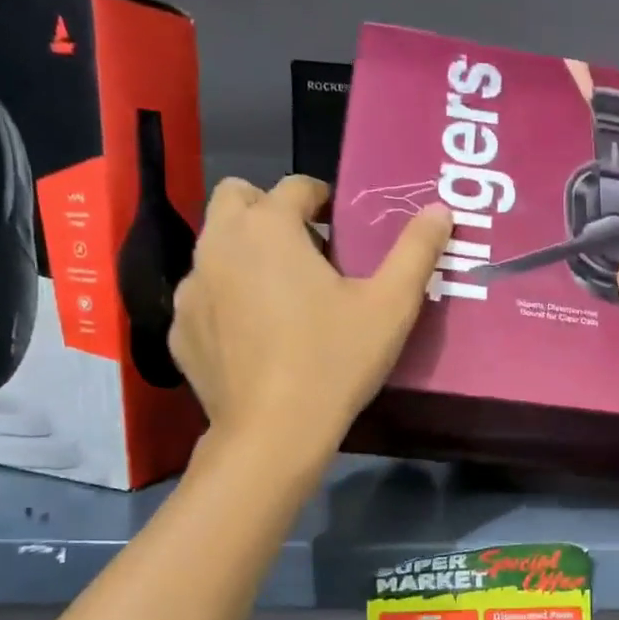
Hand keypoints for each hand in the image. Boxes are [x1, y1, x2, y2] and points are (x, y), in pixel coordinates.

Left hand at [168, 176, 452, 453]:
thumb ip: (416, 251)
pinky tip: (253, 337)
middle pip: (236, 199)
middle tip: (304, 250)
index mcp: (269, 227)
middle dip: (268, 211)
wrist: (273, 433)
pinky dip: (224, 300)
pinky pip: (202, 296)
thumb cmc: (334, 361)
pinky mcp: (179, 330)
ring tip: (280, 296)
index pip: (295, 186)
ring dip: (244, 253)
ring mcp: (191, 288)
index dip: (321, 199)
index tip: (340, 226)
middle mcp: (218, 244)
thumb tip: (440, 210)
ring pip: (214, 247)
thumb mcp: (390, 306)